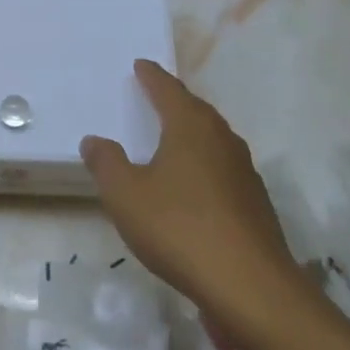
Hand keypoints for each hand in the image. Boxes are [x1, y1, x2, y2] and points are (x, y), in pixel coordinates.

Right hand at [81, 60, 296, 318]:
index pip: (168, 90)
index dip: (152, 77)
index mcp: (191, 128)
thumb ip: (106, 163)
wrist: (248, 284)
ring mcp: (244, 172)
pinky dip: (203, 165)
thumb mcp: (126, 195)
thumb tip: (94, 139)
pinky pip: (222, 169)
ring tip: (172, 137)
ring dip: (191, 134)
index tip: (141, 65)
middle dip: (174, 102)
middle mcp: (222, 140)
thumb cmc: (178, 228)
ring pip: (213, 140)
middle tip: (155, 96)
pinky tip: (193, 185)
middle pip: (196, 111)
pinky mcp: (254, 203)